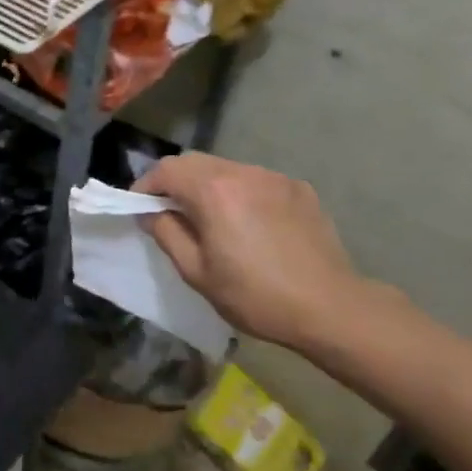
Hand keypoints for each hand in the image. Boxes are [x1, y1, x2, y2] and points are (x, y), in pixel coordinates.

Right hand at [134, 153, 367, 349]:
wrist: (331, 308)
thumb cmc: (255, 295)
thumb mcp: (197, 272)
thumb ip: (167, 233)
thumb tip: (151, 213)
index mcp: (213, 190)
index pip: (166, 169)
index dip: (146, 186)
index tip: (140, 208)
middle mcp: (243, 172)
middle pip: (195, 162)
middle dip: (175, 182)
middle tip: (170, 212)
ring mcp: (274, 177)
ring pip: (226, 169)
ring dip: (208, 186)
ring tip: (211, 218)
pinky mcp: (299, 189)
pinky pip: (256, 181)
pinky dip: (241, 193)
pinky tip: (250, 224)